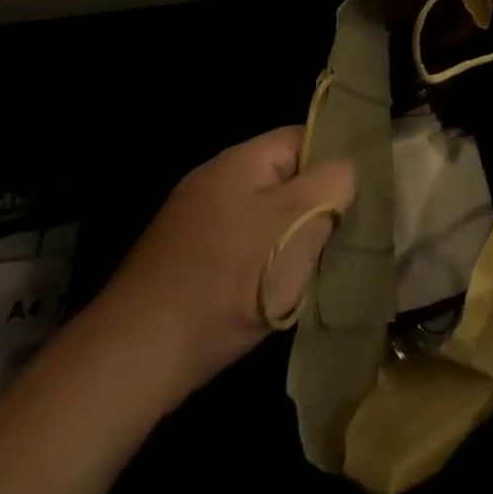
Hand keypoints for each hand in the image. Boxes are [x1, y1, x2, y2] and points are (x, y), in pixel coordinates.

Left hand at [84, 127, 355, 411]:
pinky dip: (261, 259)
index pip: (305, 137)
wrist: (135, 356)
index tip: (357, 196)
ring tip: (308, 267)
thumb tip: (344, 172)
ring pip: (264, 213)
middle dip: (314, 204)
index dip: (336, 161)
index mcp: (242, 159)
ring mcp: (194, 219)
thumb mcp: (299, 222)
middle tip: (337, 236)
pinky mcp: (184, 256)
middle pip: (286, 176)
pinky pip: (240, 242)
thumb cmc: (230, 280)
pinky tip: (269, 289)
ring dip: (289, 235)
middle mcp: (215, 178)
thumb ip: (334, 182)